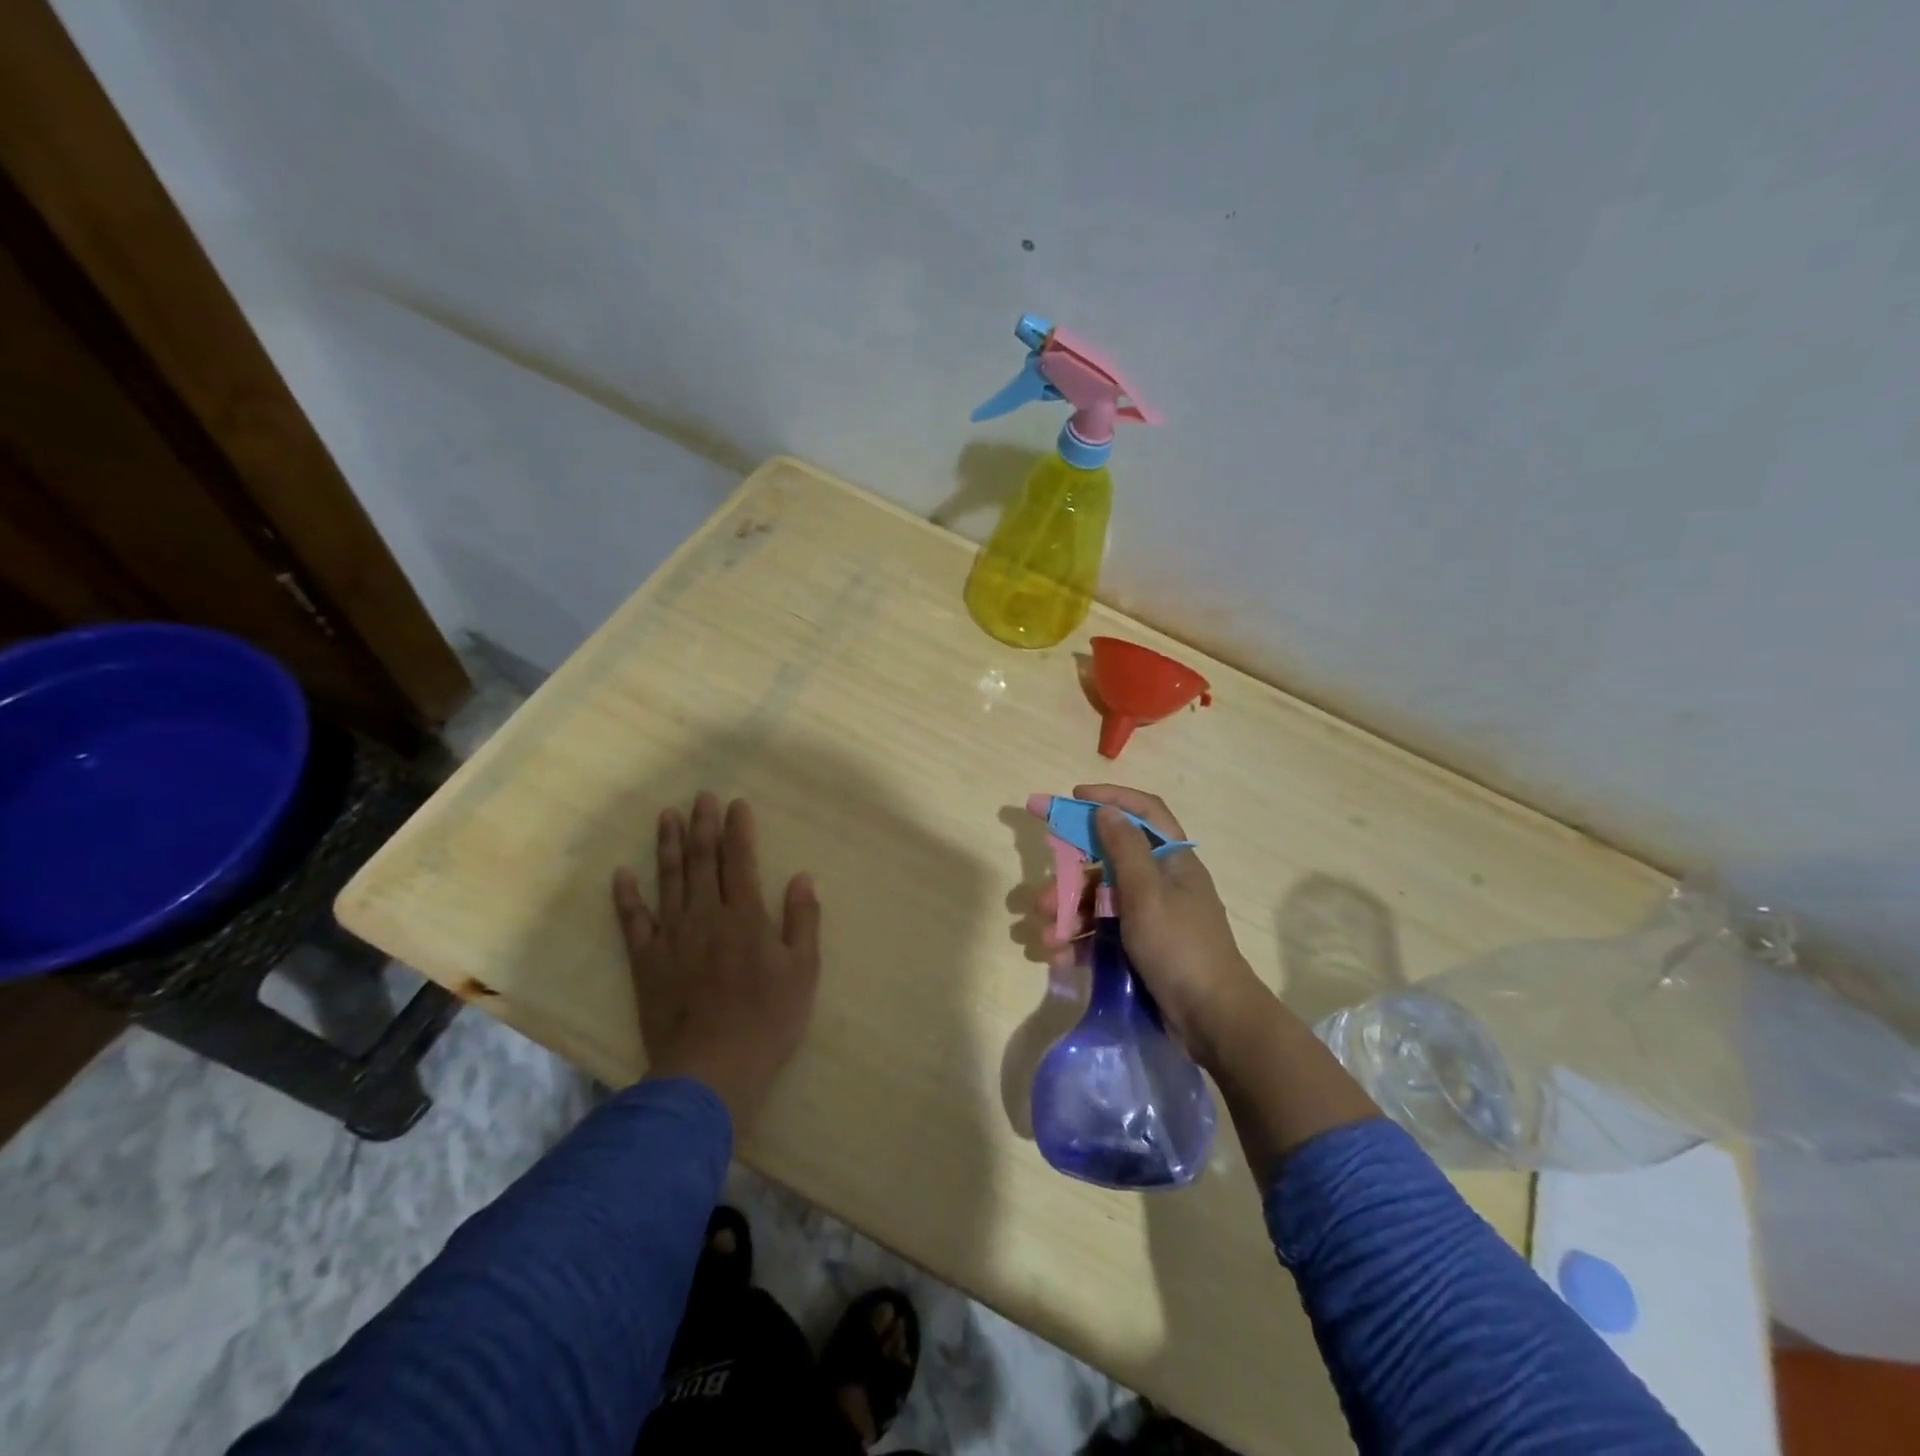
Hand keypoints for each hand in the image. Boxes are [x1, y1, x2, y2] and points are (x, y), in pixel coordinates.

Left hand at [612, 791, 821, 1131]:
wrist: (712, 1069)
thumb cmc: (768, 1020)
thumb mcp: (803, 971)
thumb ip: (802, 920)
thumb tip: (801, 876)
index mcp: (746, 916)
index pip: (741, 861)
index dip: (739, 830)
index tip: (736, 803)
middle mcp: (706, 916)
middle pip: (703, 862)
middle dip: (703, 826)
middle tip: (701, 796)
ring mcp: (672, 937)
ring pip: (669, 881)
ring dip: (668, 846)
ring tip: (667, 816)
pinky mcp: (646, 962)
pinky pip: (633, 922)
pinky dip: (626, 897)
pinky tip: (622, 874)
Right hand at [1059, 785, 1380, 1172]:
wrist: (1213, 1020)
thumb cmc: (1180, 947)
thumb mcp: (1147, 894)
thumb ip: (1124, 849)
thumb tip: (1106, 809)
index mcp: (1172, 860)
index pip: (1143, 811)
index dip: (1110, 797)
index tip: (1071, 798)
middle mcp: (1162, 882)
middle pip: (1109, 862)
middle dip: (1070, 877)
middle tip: (1040, 896)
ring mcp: (1151, 916)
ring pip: (1100, 901)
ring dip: (1068, 915)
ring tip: (1043, 936)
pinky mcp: (1142, 947)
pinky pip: (1103, 932)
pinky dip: (1079, 940)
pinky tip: (1057, 955)